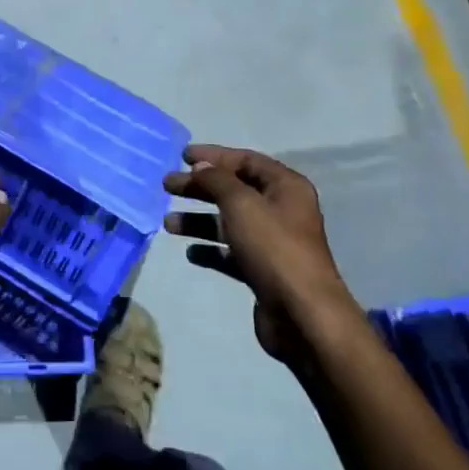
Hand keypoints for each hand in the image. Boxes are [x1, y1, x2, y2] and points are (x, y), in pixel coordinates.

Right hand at [163, 144, 353, 359]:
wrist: (301, 314)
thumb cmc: (273, 248)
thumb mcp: (241, 203)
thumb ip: (216, 179)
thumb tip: (200, 167)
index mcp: (286, 187)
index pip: (246, 160)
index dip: (213, 155)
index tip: (181, 157)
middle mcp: (281, 210)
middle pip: (234, 190)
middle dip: (200, 187)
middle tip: (167, 186)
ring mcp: (272, 242)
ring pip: (229, 222)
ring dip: (199, 220)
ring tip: (168, 224)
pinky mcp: (262, 270)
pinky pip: (231, 252)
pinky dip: (210, 250)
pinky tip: (191, 253)